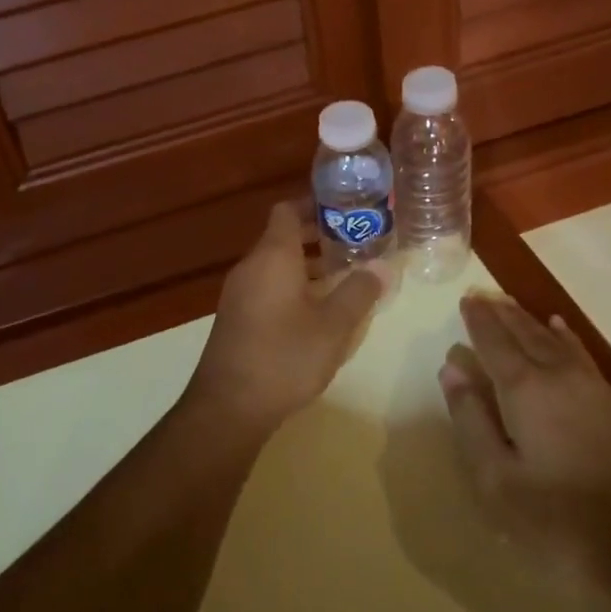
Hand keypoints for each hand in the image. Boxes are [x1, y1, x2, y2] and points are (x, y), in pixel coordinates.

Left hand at [188, 202, 388, 432]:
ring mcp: (239, 293)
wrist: (228, 407)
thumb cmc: (284, 357)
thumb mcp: (333, 326)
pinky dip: (292, 286)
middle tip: (356, 242)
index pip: (287, 210)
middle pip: (283, 236)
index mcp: (272, 256)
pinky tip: (317, 310)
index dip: (315, 204)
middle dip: (318, 236)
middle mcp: (251, 266)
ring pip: (276, 264)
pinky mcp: (237, 318)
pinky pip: (267, 286)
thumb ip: (359, 292)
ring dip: (307, 265)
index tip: (345, 210)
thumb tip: (382, 266)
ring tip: (344, 276)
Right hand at [438, 293, 610, 580]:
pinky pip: (582, 354)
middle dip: (502, 314)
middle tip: (484, 296)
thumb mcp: (497, 480)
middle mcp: (559, 376)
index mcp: (525, 389)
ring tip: (513, 305)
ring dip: (530, 320)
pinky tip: (563, 331)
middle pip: (525, 333)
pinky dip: (566, 336)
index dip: (478, 321)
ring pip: (555, 340)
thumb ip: (471, 420)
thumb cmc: (561, 520)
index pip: (494, 342)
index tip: (466, 300)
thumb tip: (452, 369)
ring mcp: (595, 389)